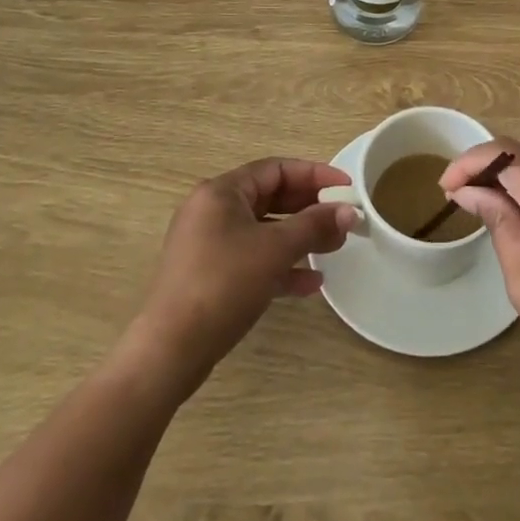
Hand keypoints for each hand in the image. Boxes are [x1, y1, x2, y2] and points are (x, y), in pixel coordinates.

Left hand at [131, 158, 357, 392]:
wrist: (170, 351)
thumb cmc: (224, 284)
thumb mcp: (275, 250)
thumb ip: (314, 226)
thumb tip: (349, 211)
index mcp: (222, 192)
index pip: (276, 169)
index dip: (315, 174)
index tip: (346, 186)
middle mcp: (212, 211)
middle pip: (270, 198)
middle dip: (309, 209)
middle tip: (343, 219)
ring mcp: (208, 245)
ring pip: (263, 231)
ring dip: (299, 239)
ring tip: (334, 249)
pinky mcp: (209, 276)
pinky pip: (252, 260)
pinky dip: (280, 266)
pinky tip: (310, 283)